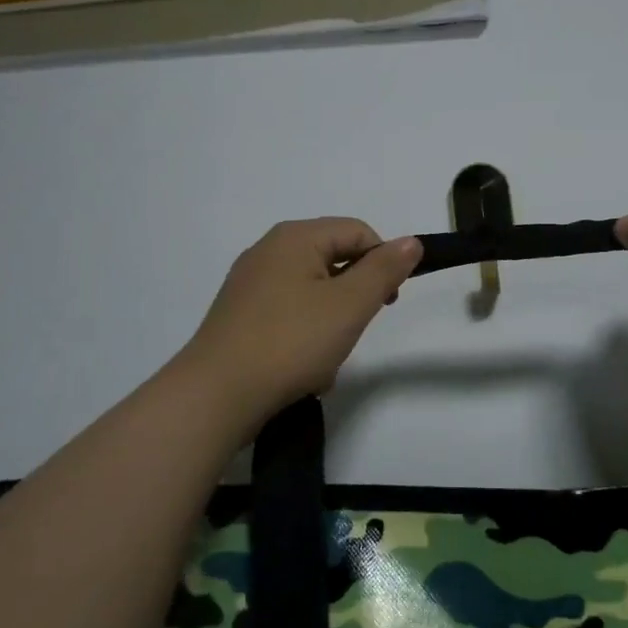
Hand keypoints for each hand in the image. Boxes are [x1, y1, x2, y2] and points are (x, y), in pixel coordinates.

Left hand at [180, 218, 422, 421]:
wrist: (216, 396)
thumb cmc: (290, 342)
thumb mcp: (350, 305)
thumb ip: (384, 270)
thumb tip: (411, 241)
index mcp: (294, 237)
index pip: (358, 232)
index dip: (382, 263)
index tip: (388, 303)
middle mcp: (268, 251)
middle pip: (334, 262)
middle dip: (353, 300)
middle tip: (353, 333)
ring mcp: (249, 285)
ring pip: (313, 295)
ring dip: (330, 326)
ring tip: (325, 362)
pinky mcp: (239, 316)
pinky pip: (288, 316)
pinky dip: (304, 338)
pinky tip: (302, 372)